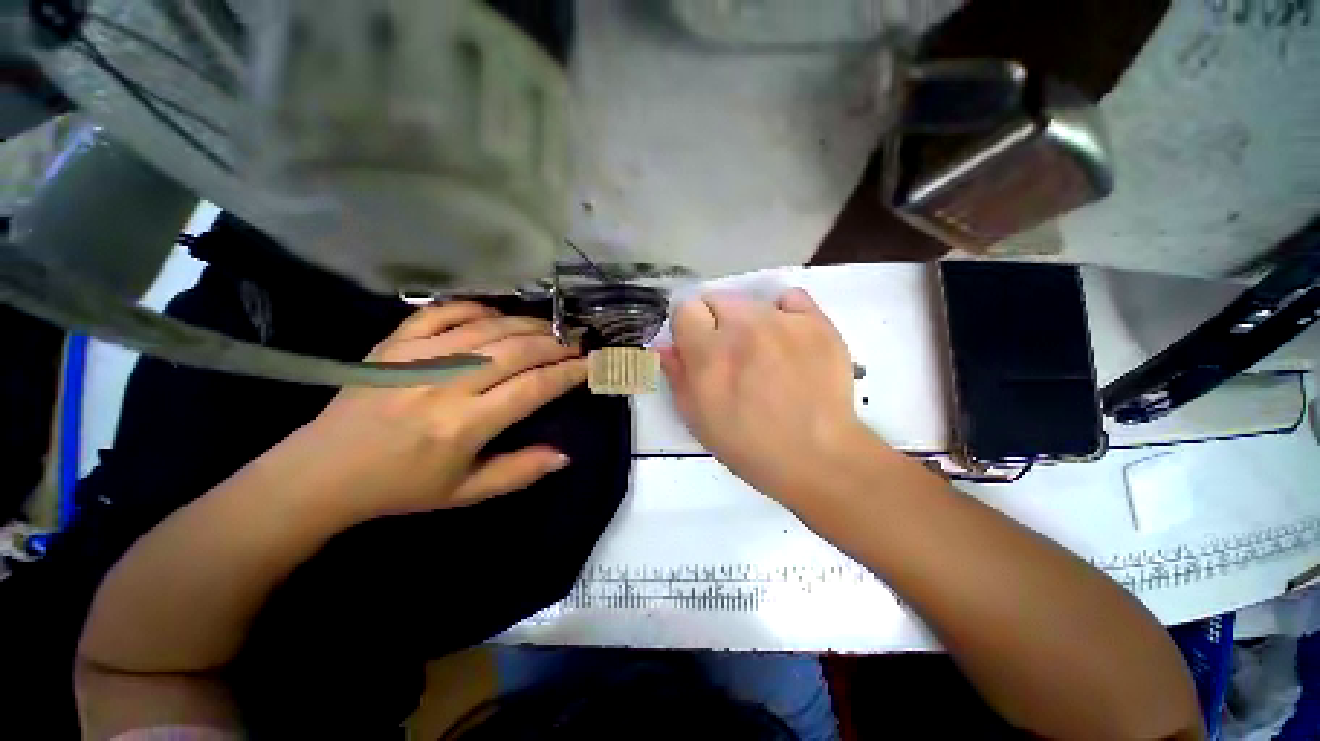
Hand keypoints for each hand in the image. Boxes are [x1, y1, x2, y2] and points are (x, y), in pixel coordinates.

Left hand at [281, 302, 586, 521]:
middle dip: (556, 344)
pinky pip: (443, 312)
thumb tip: (566, 454)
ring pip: (488, 328)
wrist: (322, 472)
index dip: (568, 373)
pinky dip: (476, 307)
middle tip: (577, 342)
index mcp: (464, 425)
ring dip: (528, 324)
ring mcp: (417, 358)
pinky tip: (498, 314)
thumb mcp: (465, 493)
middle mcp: (446, 384)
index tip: (590, 365)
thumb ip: (519, 472)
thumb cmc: (401, 487)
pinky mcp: (395, 344)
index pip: (534, 387)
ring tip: (551, 328)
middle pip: (517, 350)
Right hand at [660, 288, 873, 505]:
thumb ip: (677, 375)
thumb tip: (665, 345)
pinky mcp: (817, 323)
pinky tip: (787, 338)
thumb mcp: (698, 419)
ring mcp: (783, 322)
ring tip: (763, 352)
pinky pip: (790, 298)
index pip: (685, 308)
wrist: (816, 456)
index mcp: (709, 353)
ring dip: (748, 321)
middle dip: (715, 322)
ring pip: (751, 302)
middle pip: (717, 299)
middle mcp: (743, 327)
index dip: (688, 329)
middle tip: (729, 353)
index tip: (696, 347)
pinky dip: (784, 312)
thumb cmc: (749, 445)